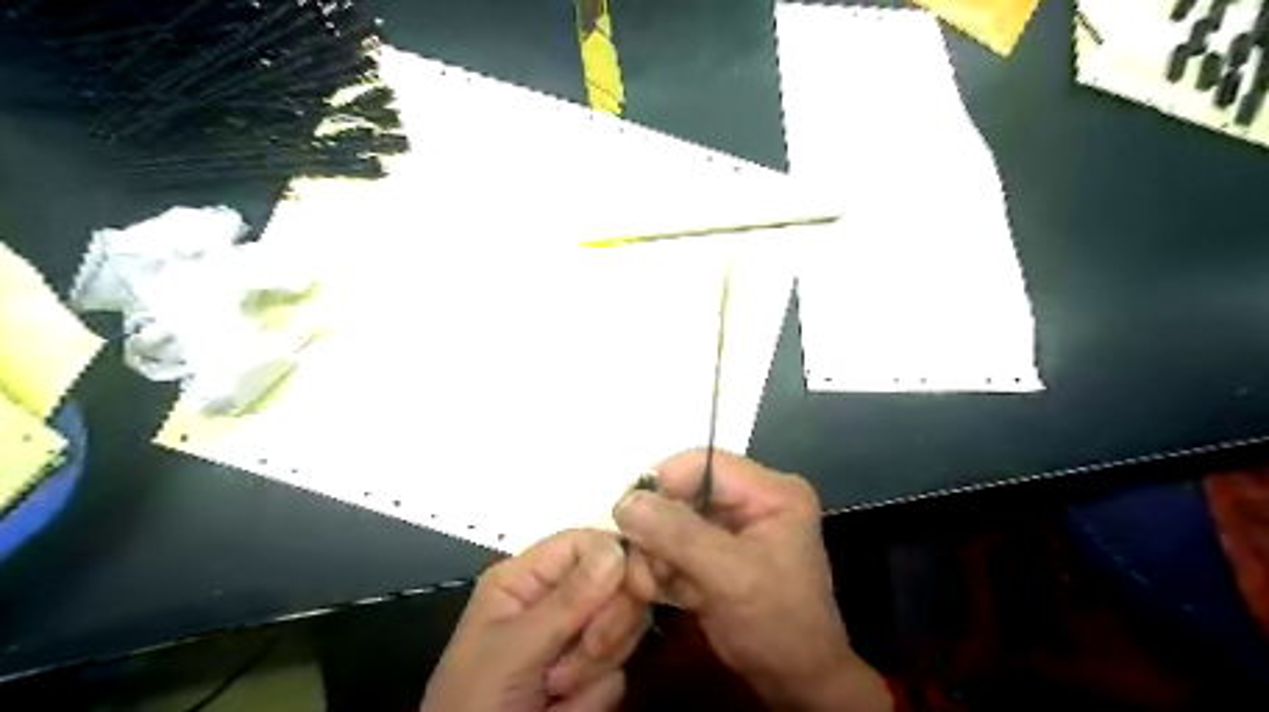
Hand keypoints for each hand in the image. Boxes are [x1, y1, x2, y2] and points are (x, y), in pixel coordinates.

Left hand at [421, 532, 647, 710]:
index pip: (588, 544)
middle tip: (563, 669)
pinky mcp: (590, 675)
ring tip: (553, 695)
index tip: (639, 586)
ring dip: (594, 669)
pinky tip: (561, 711)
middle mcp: (555, 600)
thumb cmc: (475, 705)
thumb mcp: (514, 649)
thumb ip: (567, 601)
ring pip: (623, 629)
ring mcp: (575, 638)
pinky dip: (594, 700)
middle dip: (601, 628)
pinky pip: (619, 673)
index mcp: (526, 578)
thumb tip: (617, 549)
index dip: (618, 559)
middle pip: (615, 584)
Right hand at [609, 451, 884, 710]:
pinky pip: (675, 543)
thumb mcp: (729, 576)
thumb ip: (678, 535)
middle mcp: (752, 500)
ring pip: (673, 519)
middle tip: (644, 568)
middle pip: (684, 491)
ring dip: (655, 553)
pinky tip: (662, 591)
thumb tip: (626, 502)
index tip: (629, 518)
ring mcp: (734, 527)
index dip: (663, 483)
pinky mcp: (718, 551)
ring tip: (653, 587)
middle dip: (657, 529)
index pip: (704, 463)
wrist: (796, 683)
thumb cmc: (776, 625)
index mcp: (771, 492)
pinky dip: (661, 566)